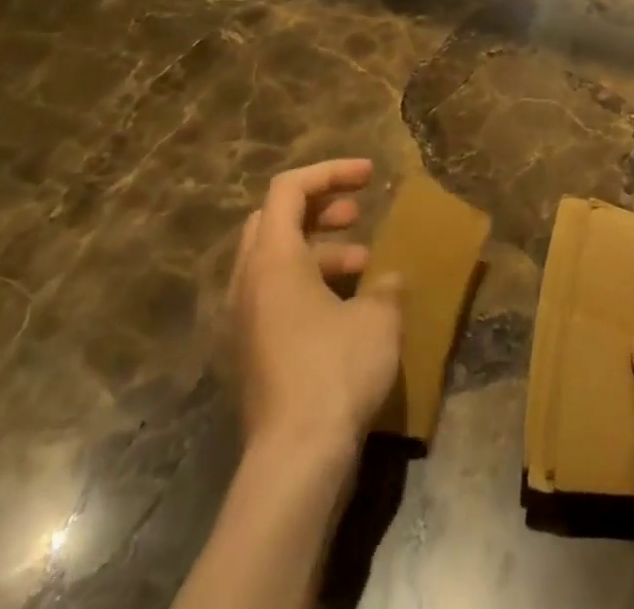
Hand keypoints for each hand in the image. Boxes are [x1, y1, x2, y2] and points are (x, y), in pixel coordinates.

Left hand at [227, 159, 402, 455]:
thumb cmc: (335, 371)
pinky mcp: (253, 351)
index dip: (330, 172)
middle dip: (319, 207)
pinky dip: (310, 284)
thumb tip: (387, 281)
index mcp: (272, 259)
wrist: (294, 461)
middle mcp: (249, 282)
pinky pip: (277, 295)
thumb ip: (385, 286)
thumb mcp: (378, 317)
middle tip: (357, 213)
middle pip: (276, 219)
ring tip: (365, 263)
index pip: (290, 188)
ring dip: (319, 248)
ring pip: (277, 259)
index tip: (370, 176)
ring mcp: (245, 319)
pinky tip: (347, 307)